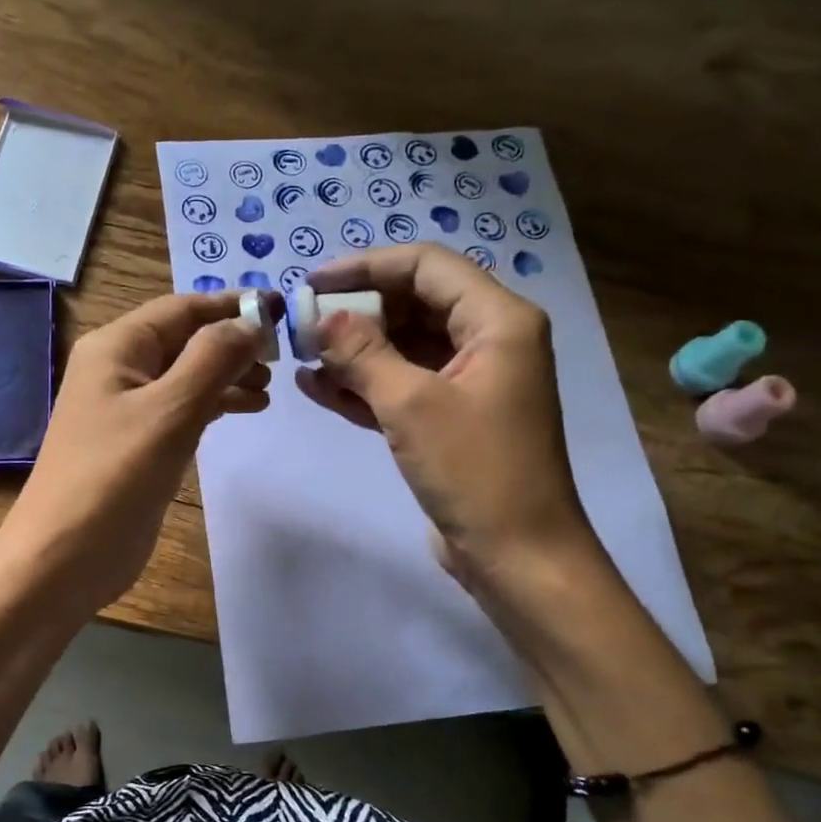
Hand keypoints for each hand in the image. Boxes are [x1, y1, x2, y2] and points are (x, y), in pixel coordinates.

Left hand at [0, 291, 269, 612]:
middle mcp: (119, 369)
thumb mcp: (170, 410)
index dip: (233, 306)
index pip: (184, 309)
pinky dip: (214, 404)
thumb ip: (214, 359)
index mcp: (117, 347)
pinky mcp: (137, 444)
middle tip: (283, 358)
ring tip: (269, 388)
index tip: (283, 310)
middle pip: (186, 339)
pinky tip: (244, 409)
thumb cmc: (115, 476)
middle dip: (234, 343)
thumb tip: (252, 321)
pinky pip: (182, 409)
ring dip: (228, 375)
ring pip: (187, 375)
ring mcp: (126, 409)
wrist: (65, 556)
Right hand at [296, 244, 591, 584]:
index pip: (426, 266)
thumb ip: (363, 353)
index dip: (366, 266)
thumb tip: (321, 319)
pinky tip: (317, 388)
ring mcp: (469, 382)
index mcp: (498, 320)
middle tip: (304, 325)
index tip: (313, 282)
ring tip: (302, 356)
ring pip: (404, 347)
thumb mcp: (412, 404)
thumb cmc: (475, 470)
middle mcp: (489, 341)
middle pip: (414, 303)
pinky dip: (364, 385)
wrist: (517, 555)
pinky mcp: (450, 419)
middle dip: (358, 312)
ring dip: (355, 350)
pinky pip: (402, 386)